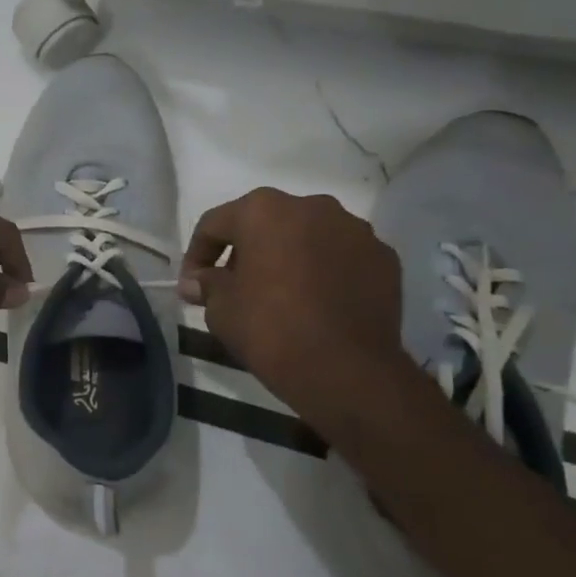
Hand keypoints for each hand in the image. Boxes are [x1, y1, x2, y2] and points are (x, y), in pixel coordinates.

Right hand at [179, 188, 404, 420]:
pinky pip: (341, 258)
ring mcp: (354, 230)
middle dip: (246, 251)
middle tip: (234, 287)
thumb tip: (198, 282)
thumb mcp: (220, 308)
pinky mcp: (383, 258)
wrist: (346, 369)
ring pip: (308, 237)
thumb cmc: (270, 328)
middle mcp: (312, 207)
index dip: (197, 255)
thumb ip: (207, 285)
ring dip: (288, 257)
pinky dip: (324, 272)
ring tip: (279, 294)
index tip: (192, 285)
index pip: (215, 224)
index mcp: (264, 210)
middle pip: (266, 223)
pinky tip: (316, 304)